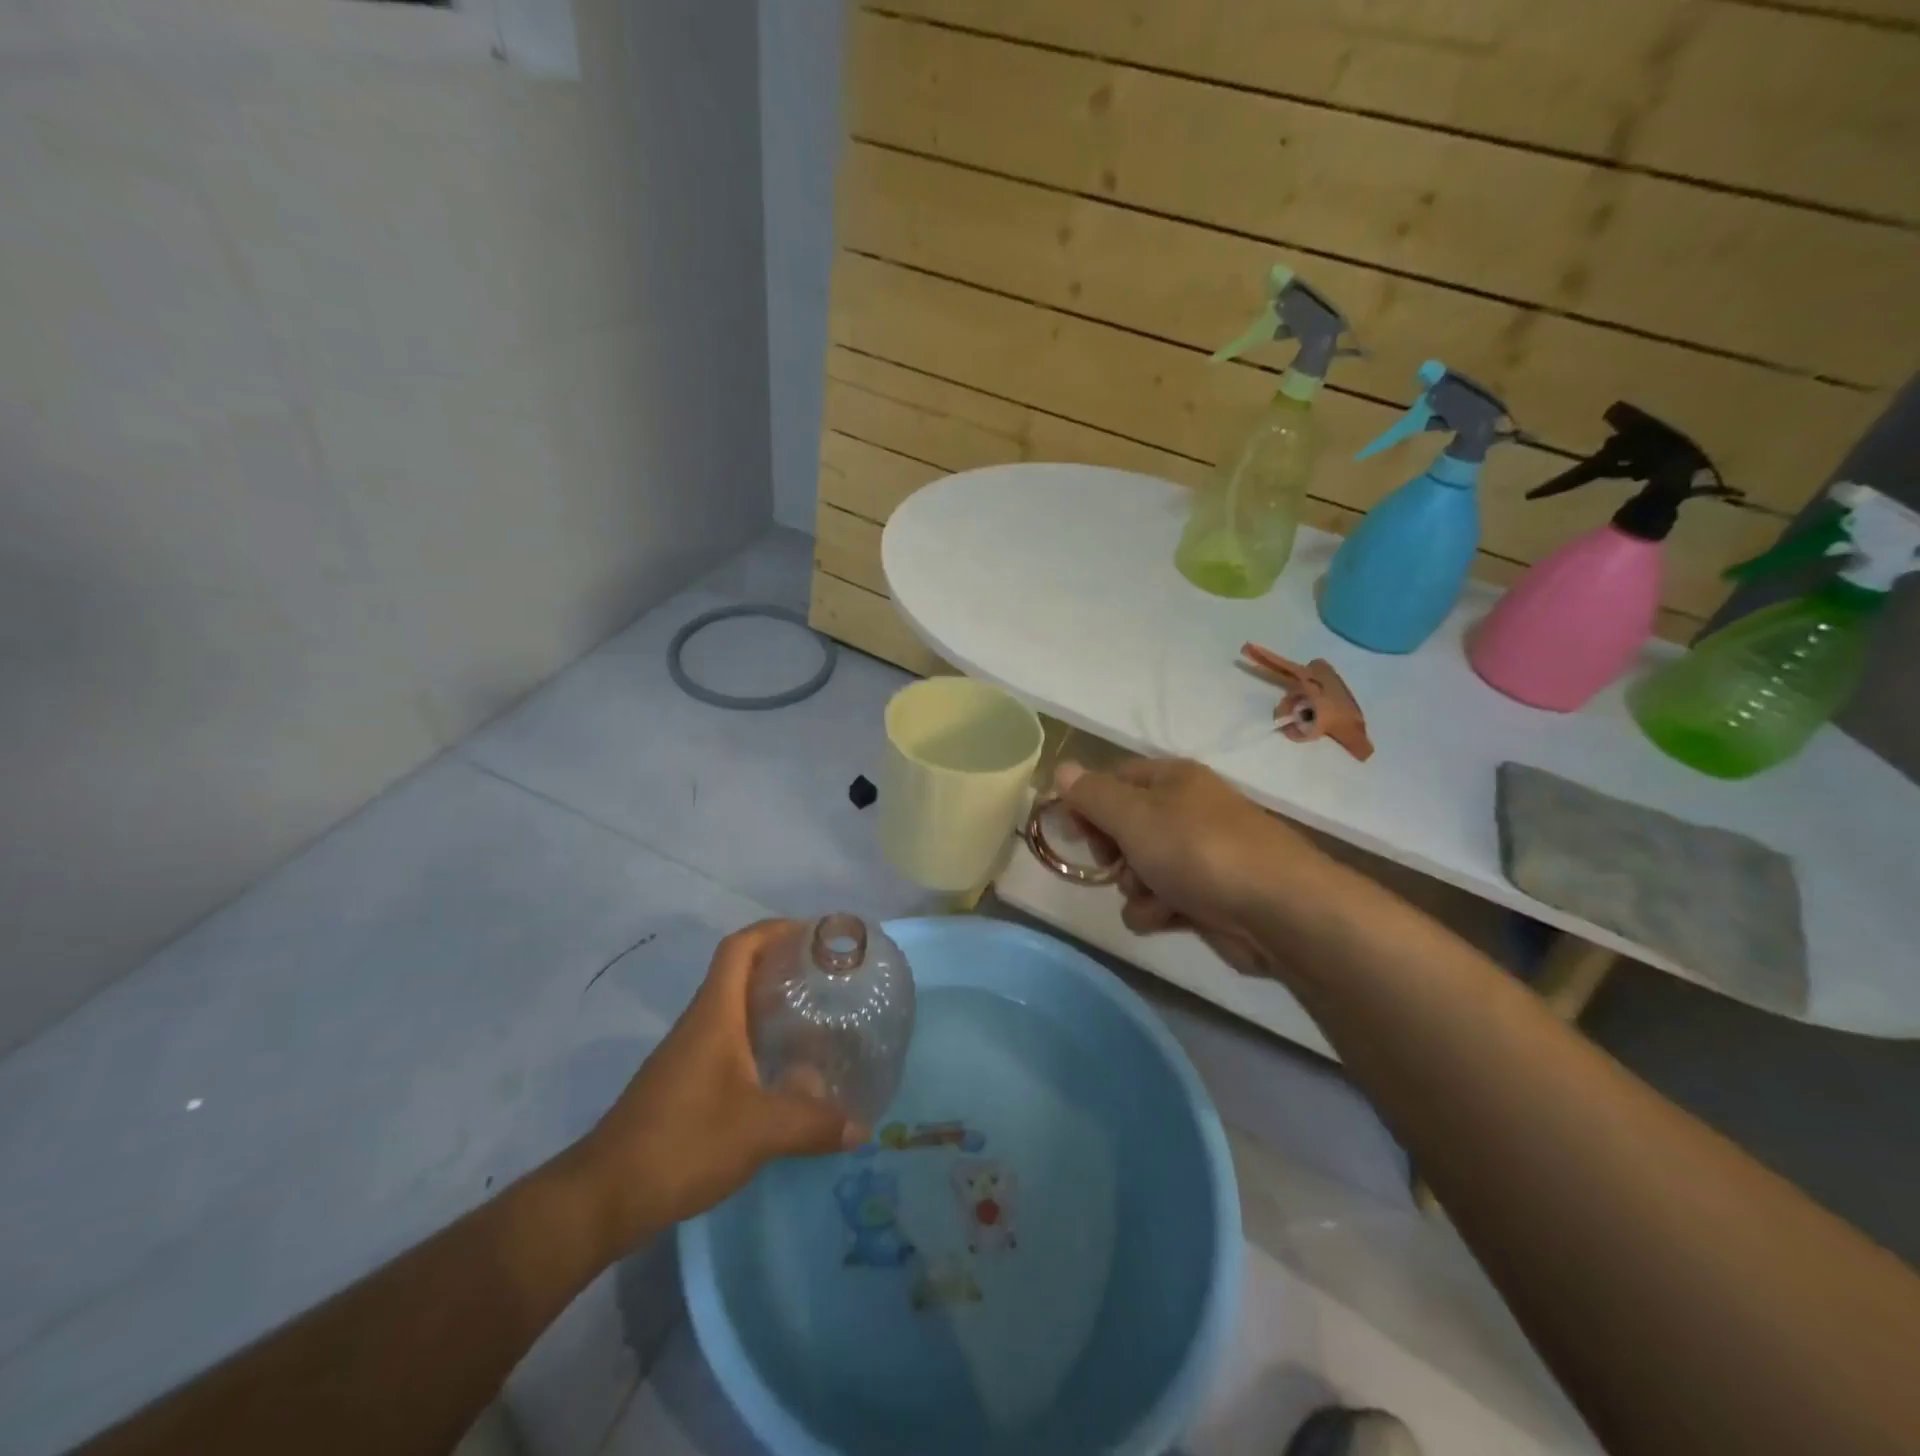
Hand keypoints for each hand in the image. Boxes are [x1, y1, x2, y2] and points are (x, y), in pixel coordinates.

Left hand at [572, 921, 861, 1250]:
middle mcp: (701, 1024)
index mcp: (715, 1015)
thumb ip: (813, 1123)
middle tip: (829, 977)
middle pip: (741, 973)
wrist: (604, 1197)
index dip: (774, 929)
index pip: (740, 947)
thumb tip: (863, 1126)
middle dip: (783, 966)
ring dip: (773, 1006)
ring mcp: (690, 1055)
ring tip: (819, 1017)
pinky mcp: (687, 1084)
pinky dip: (762, 1042)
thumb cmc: (683, 1142)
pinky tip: (788, 1070)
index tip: (813, 934)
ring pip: (737, 1011)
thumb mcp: (759, 1131)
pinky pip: (731, 1044)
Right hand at [1056, 758, 1335, 979]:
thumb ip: (1092, 795)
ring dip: (1134, 886)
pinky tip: (1167, 917)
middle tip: (1110, 861)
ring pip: (1138, 868)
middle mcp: (1185, 811)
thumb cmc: (1197, 850)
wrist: (1277, 910)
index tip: (1069, 829)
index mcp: (1172, 780)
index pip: (1113, 779)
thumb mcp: (1134, 816)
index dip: (1087, 802)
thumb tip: (1062, 769)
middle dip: (1111, 849)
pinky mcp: (1207, 897)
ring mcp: (1198, 856)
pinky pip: (1161, 900)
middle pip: (1124, 826)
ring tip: (1150, 895)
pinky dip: (1158, 910)